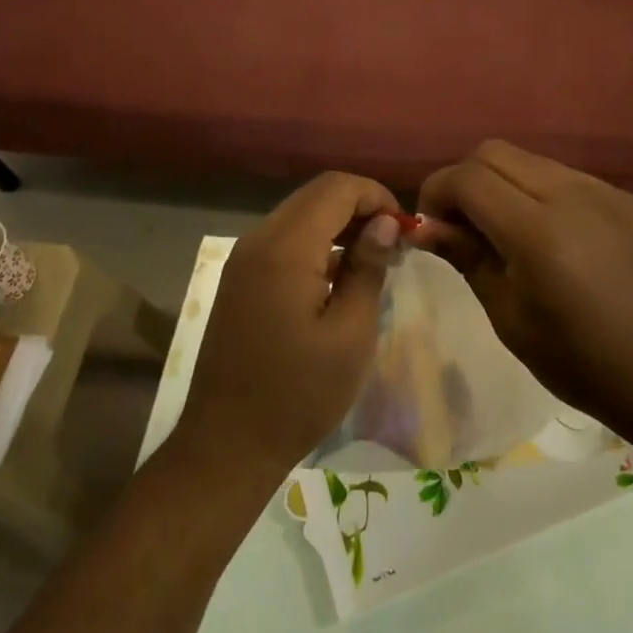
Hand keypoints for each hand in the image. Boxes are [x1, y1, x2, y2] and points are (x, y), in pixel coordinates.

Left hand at [175, 173, 400, 485]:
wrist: (226, 444)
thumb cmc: (299, 394)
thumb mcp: (351, 334)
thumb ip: (368, 268)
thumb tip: (384, 222)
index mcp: (286, 248)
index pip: (336, 188)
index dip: (376, 196)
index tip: (405, 229)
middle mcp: (259, 239)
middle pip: (316, 195)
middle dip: (359, 206)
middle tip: (394, 243)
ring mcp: (243, 257)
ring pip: (299, 214)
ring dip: (338, 223)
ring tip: (372, 259)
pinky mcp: (239, 277)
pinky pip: (283, 239)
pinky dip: (315, 242)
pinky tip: (337, 276)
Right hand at [413, 141, 632, 443]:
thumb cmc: (579, 361)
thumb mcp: (509, 317)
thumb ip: (467, 257)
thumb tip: (425, 227)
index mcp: (537, 231)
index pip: (467, 178)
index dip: (436, 192)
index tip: (431, 224)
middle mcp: (570, 194)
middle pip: (494, 152)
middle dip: (465, 179)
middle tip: (461, 223)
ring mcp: (602, 190)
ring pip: (530, 160)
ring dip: (502, 182)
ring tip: (503, 228)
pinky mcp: (624, 198)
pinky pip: (565, 176)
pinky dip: (539, 191)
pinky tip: (549, 234)